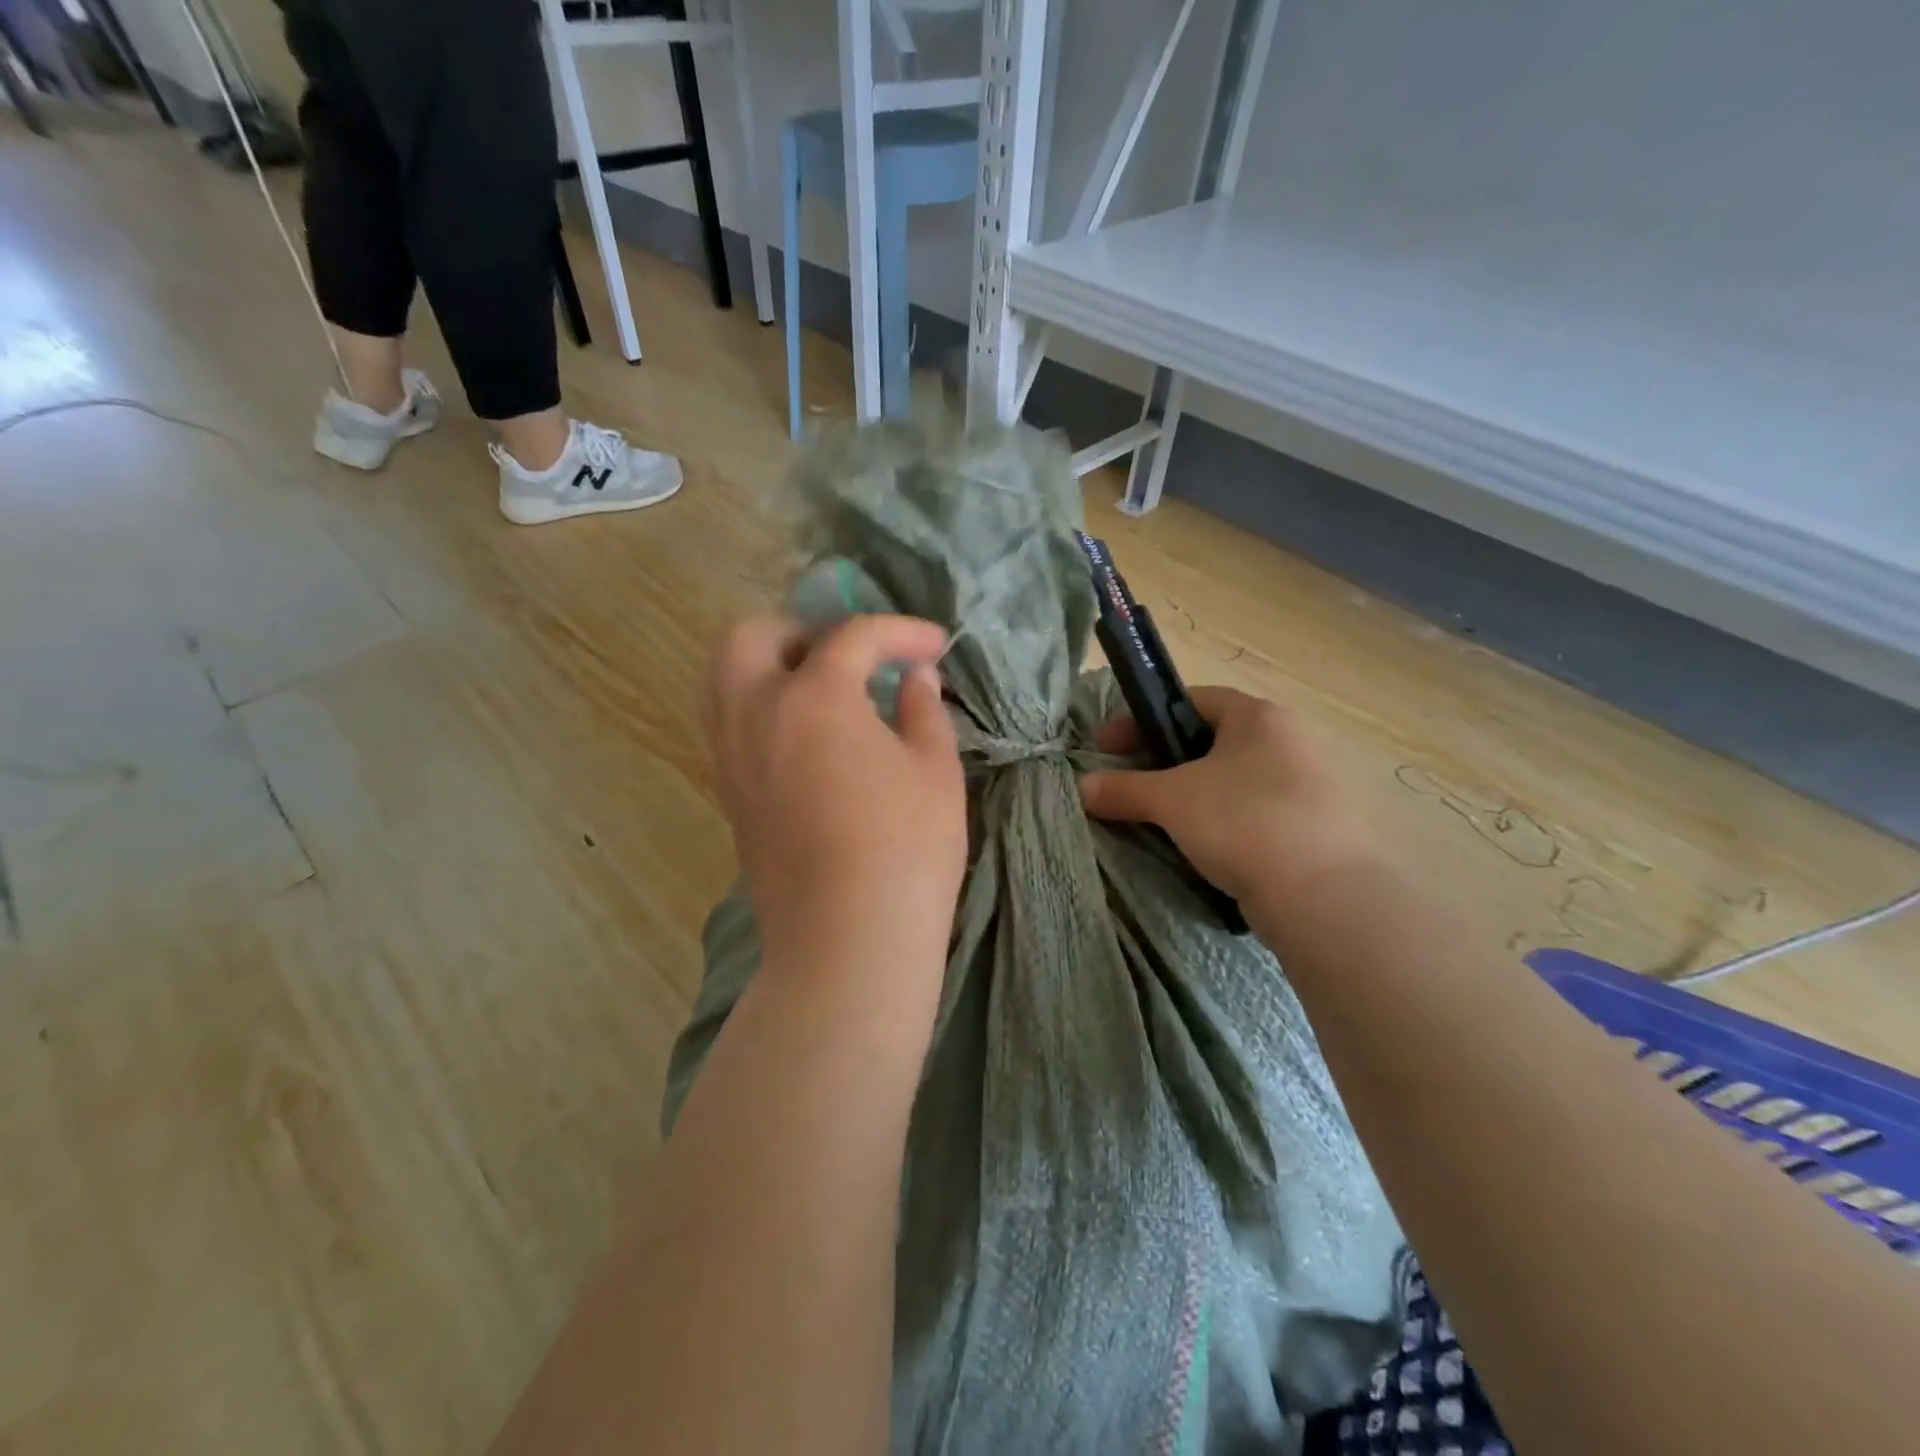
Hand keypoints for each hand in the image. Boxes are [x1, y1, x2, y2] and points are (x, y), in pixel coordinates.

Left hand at [705, 614, 966, 979]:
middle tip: (852, 658)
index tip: (935, 647)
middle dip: (805, 631)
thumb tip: (916, 678)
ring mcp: (732, 756)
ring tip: (821, 690)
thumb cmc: (905, 850)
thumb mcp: (935, 770)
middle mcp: (756, 714)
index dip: (900, 633)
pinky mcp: (728, 795)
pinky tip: (803, 737)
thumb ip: (923, 709)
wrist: (846, 941)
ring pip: (723, 679)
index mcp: (813, 698)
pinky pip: (726, 724)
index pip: (852, 638)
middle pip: (753, 638)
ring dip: (769, 665)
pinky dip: (757, 707)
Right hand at [1078, 687, 1381, 919]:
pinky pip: (1251, 814)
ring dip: (1191, 795)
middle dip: (1164, 760)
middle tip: (1128, 784)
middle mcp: (1288, 742)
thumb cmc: (1243, 822)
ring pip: (1231, 781)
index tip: (1107, 747)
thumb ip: (1124, 788)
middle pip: (1210, 741)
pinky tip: (1199, 847)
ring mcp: (1306, 786)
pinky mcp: (1312, 829)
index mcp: (1258, 717)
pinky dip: (1219, 823)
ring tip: (1157, 819)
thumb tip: (1082, 787)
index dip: (1142, 720)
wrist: (1325, 896)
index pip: (1191, 700)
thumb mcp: (1171, 800)